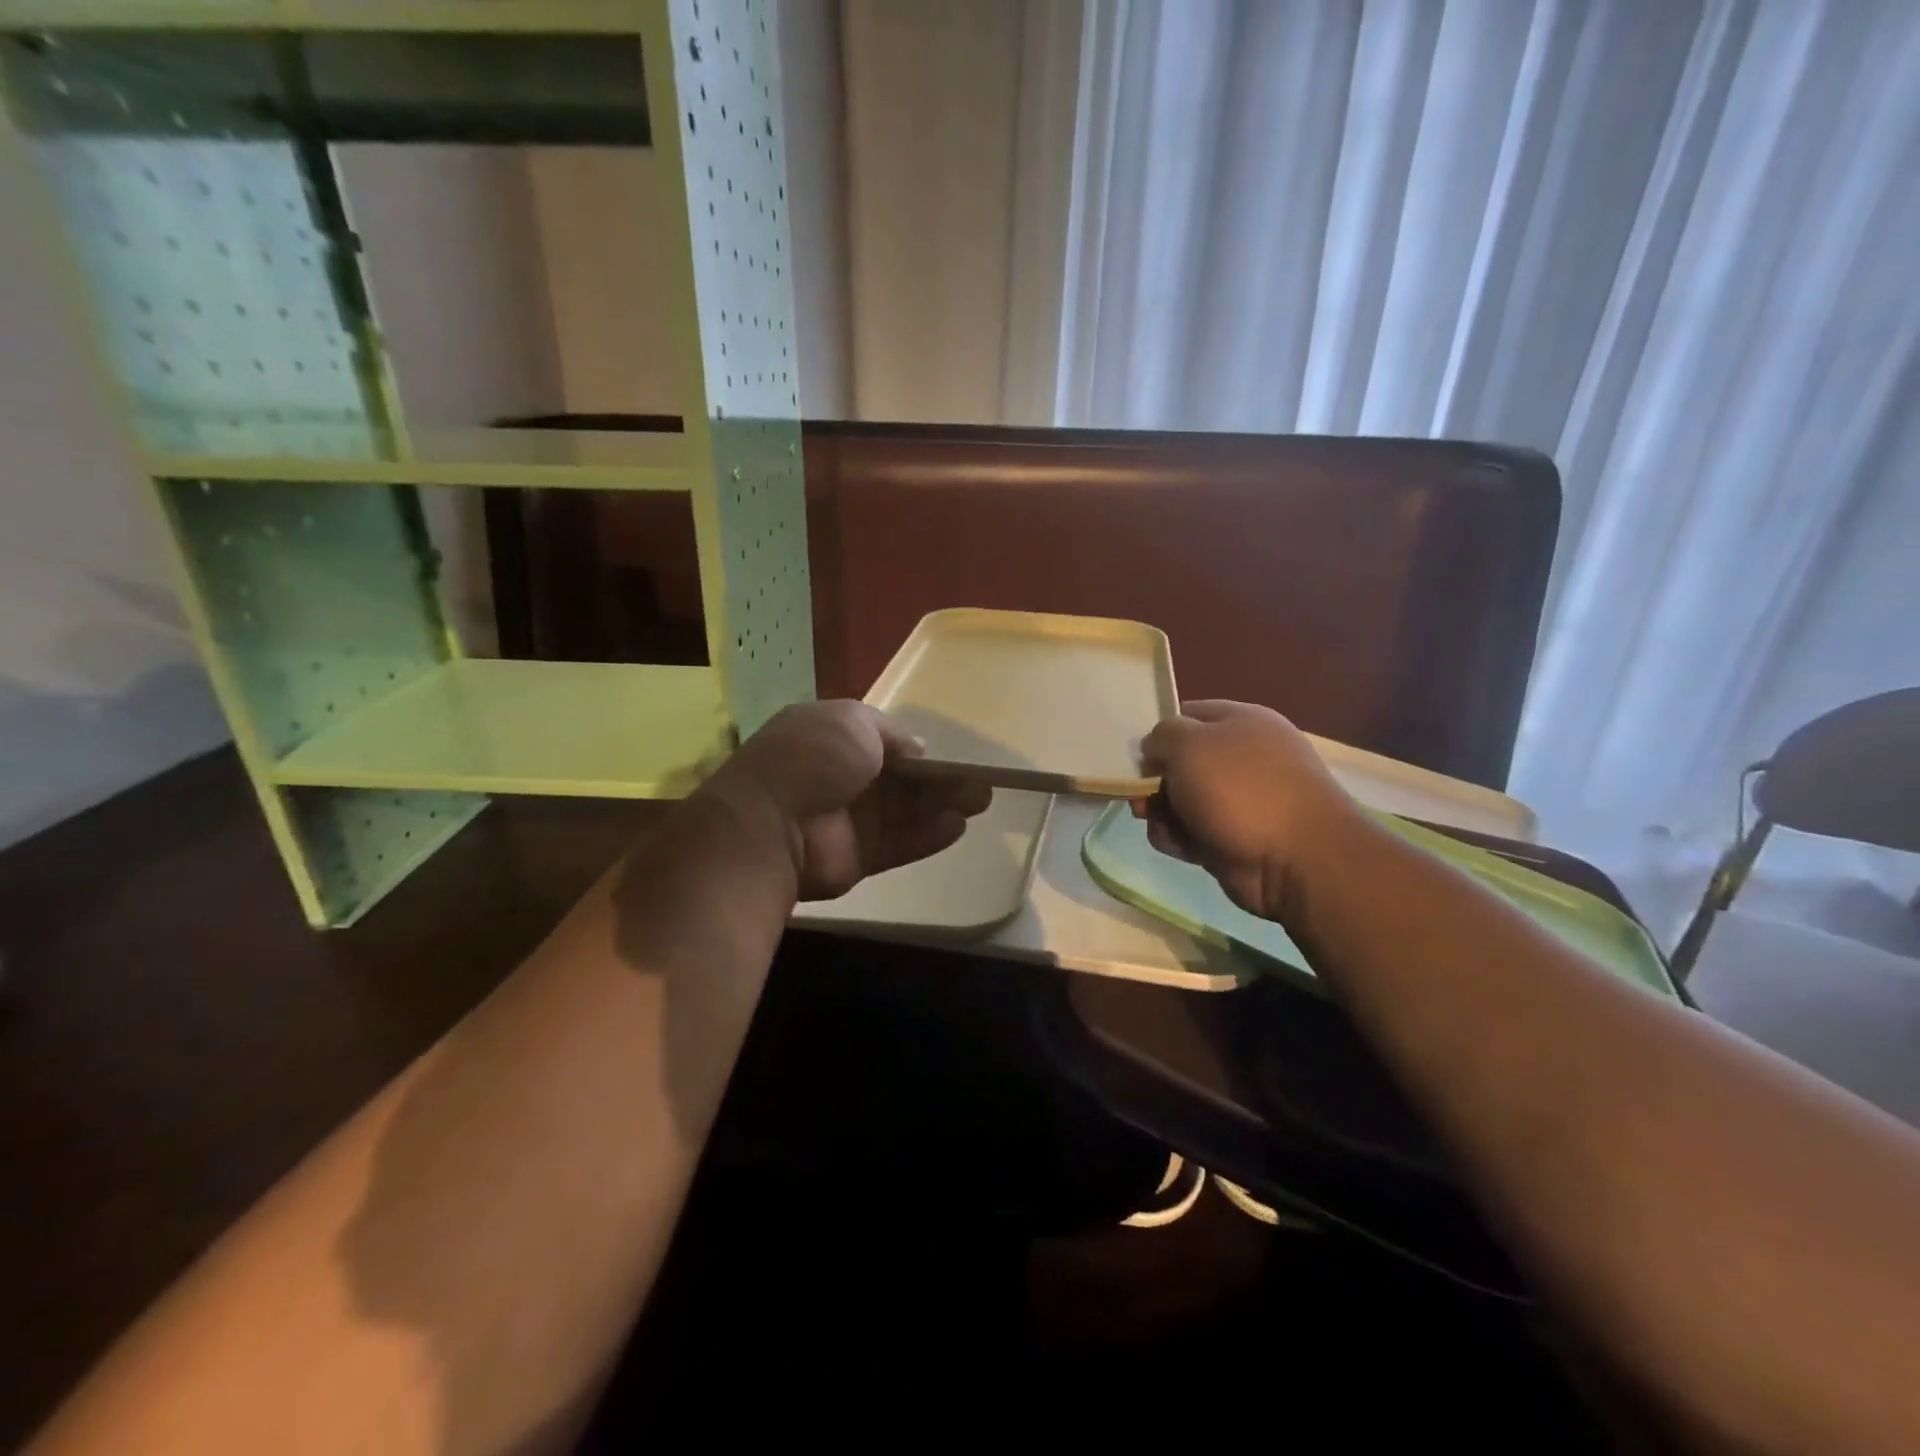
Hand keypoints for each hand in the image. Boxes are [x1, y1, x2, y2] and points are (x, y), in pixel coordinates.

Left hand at [701, 700, 991, 899]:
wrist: (772, 824)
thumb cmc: (814, 758)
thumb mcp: (854, 722)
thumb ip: (892, 734)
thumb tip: (918, 751)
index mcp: (833, 739)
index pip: (884, 743)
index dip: (917, 751)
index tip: (952, 757)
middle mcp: (841, 778)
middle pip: (900, 780)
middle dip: (941, 781)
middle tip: (981, 784)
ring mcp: (848, 820)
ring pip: (905, 812)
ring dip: (942, 806)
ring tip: (980, 803)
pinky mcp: (856, 858)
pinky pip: (898, 844)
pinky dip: (927, 836)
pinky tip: (958, 828)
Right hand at [1135, 700, 1356, 918]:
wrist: (1296, 860)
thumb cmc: (1240, 789)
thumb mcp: (1190, 744)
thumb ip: (1162, 735)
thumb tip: (1154, 747)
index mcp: (1241, 722)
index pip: (1188, 714)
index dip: (1159, 732)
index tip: (1136, 754)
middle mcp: (1242, 758)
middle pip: (1181, 761)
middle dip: (1154, 780)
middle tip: (1139, 797)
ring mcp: (1240, 801)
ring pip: (1182, 800)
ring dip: (1162, 813)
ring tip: (1158, 824)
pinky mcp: (1233, 838)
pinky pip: (1192, 832)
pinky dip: (1179, 838)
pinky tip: (1180, 846)